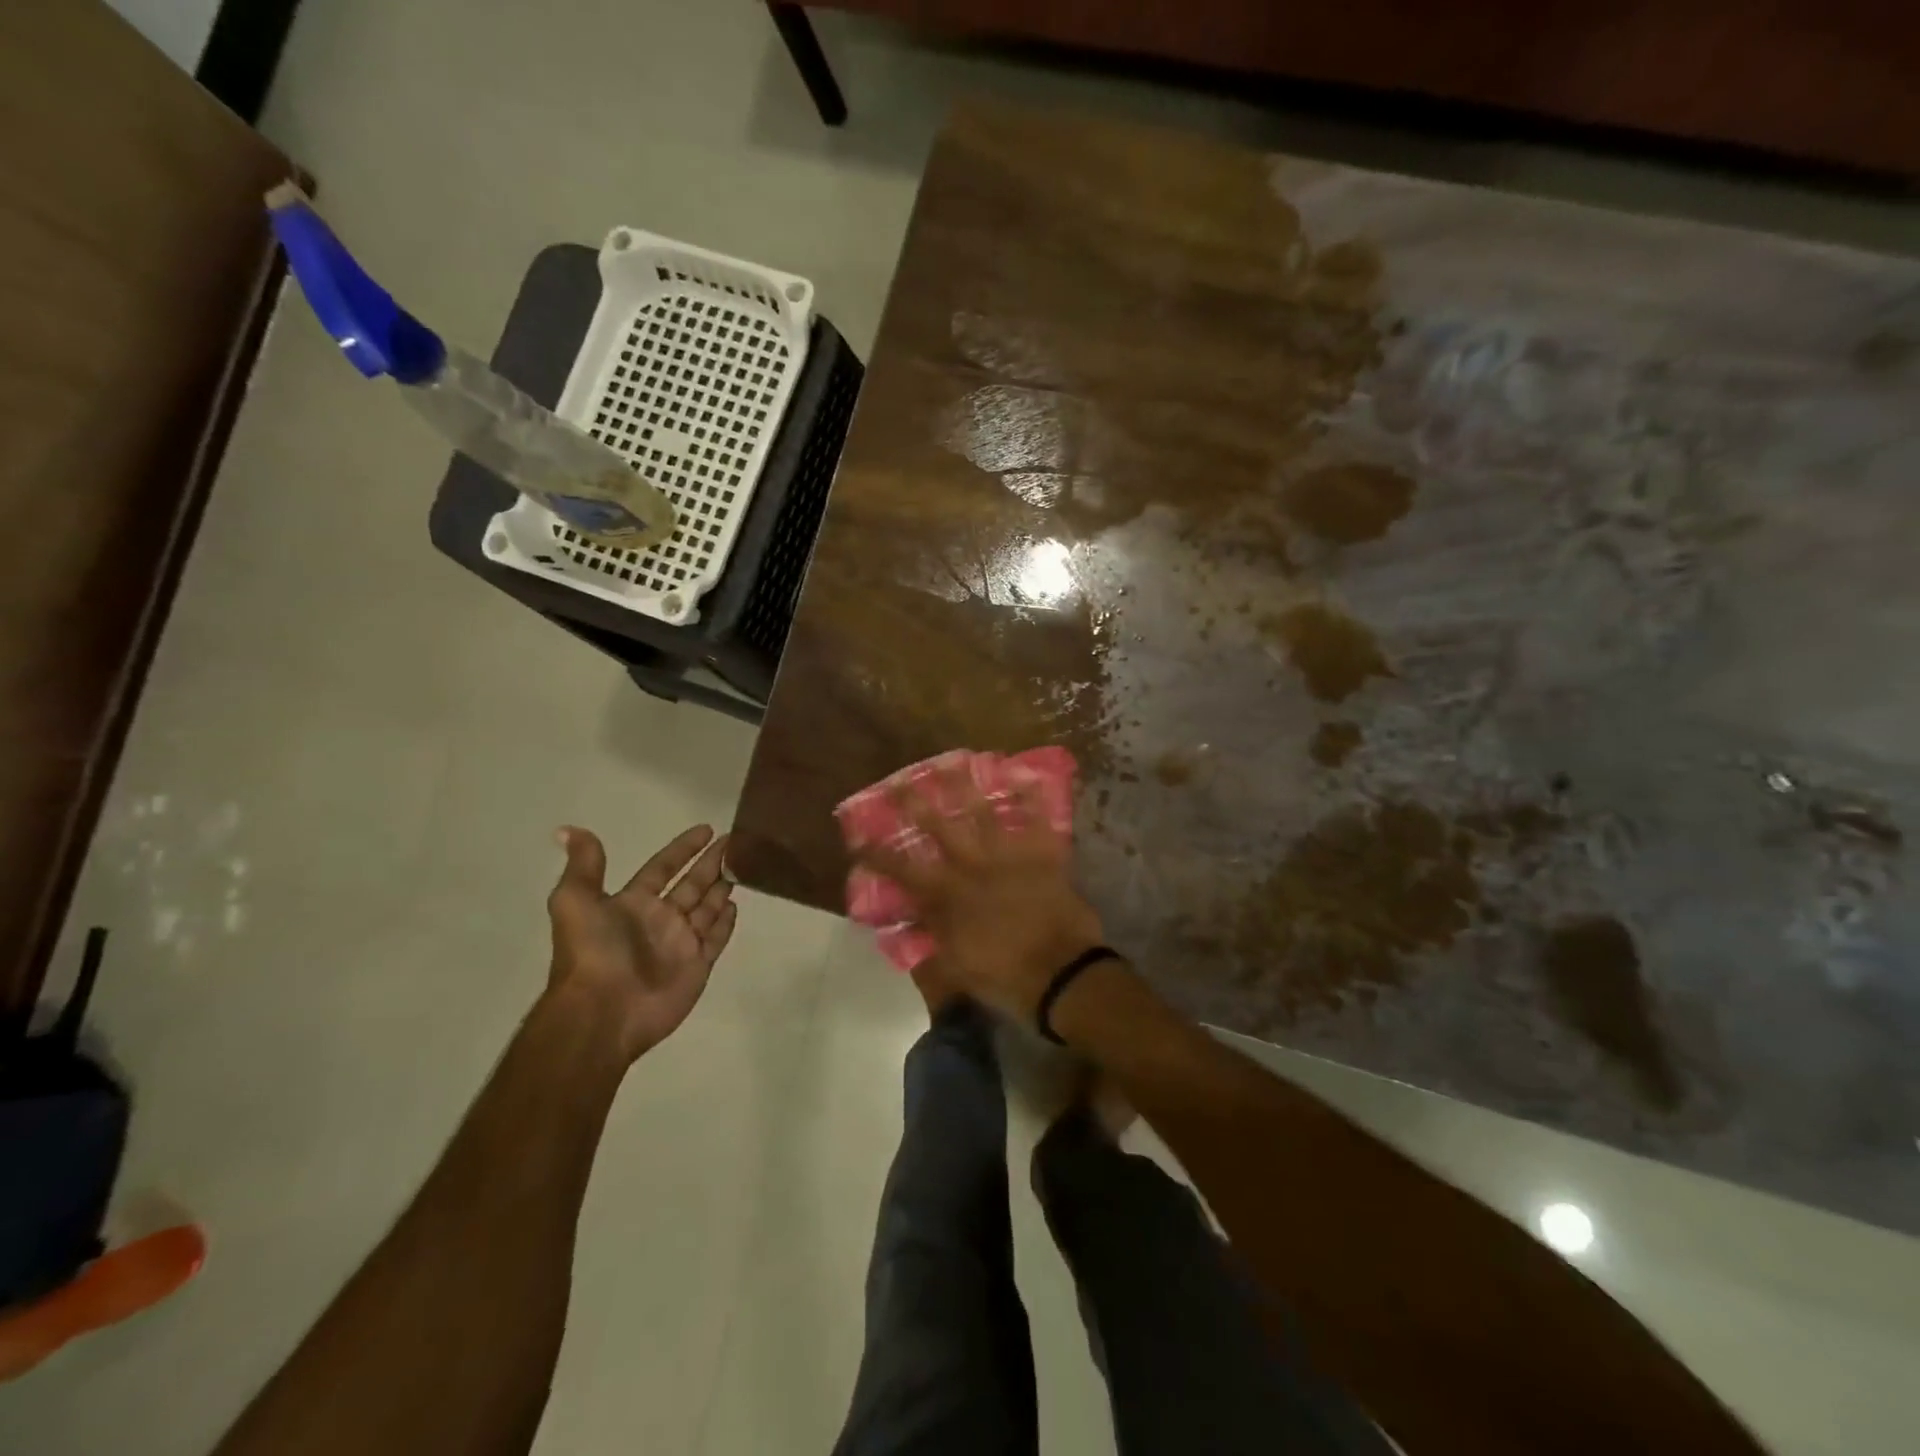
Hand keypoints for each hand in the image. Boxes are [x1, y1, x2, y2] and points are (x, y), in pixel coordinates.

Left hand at [546, 824, 737, 1060]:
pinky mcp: (697, 966)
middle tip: (736, 841)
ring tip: (743, 865)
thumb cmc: (592, 952)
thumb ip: (584, 866)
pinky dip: (726, 923)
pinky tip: (736, 905)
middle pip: (692, 884)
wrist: (602, 1012)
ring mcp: (680, 943)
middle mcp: (659, 919)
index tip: (706, 829)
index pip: (663, 868)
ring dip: (722, 887)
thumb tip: (568, 830)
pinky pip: (716, 938)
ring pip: (707, 907)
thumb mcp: (575, 901)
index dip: (683, 849)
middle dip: (711, 863)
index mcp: (633, 903)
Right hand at [856, 762, 1104, 1021]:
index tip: (858, 837)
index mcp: (948, 896)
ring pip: (983, 813)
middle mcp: (972, 866)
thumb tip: (909, 919)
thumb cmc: (1005, 976)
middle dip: (915, 802)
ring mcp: (1008, 856)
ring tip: (953, 761)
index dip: (878, 853)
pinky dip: (1032, 798)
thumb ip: (931, 937)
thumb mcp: (956, 966)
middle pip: (938, 827)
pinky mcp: (1042, 855)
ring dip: (966, 786)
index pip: (903, 870)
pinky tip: (1024, 775)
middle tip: (900, 780)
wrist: (1061, 974)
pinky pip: (1038, 819)